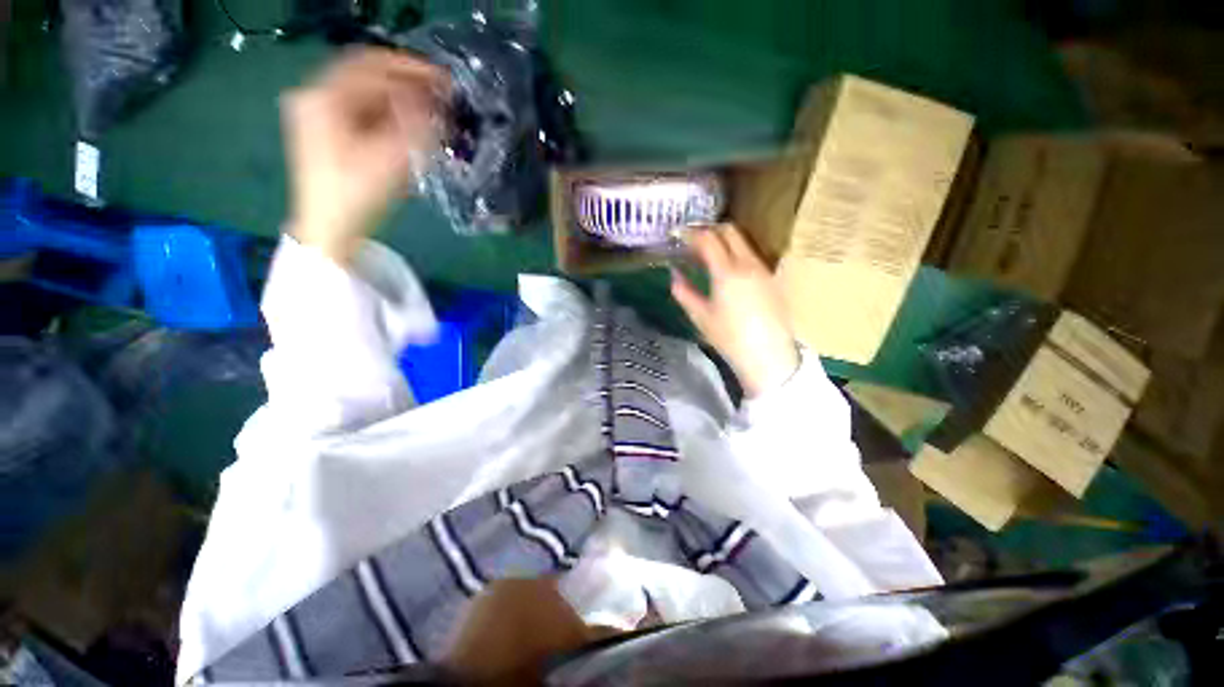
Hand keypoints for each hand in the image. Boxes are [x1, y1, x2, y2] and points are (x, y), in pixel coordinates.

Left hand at [282, 48, 448, 263]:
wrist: (328, 230)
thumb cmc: (356, 196)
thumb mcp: (391, 159)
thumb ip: (414, 126)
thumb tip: (432, 102)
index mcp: (324, 97)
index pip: (374, 67)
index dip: (413, 71)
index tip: (445, 82)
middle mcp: (315, 96)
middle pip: (367, 76)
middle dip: (407, 83)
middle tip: (440, 95)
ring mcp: (316, 114)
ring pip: (365, 94)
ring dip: (399, 99)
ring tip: (429, 112)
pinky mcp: (324, 131)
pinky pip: (360, 110)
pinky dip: (387, 113)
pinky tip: (407, 126)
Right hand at [671, 224, 799, 397]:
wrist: (767, 355)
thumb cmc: (728, 338)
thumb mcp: (700, 316)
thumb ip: (683, 291)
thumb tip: (675, 274)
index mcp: (726, 272)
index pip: (708, 239)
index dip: (691, 234)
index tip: (679, 236)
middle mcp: (748, 264)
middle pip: (729, 231)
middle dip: (709, 230)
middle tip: (693, 242)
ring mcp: (763, 269)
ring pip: (743, 241)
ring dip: (724, 241)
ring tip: (708, 256)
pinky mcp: (772, 278)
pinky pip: (752, 255)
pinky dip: (736, 253)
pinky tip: (727, 269)